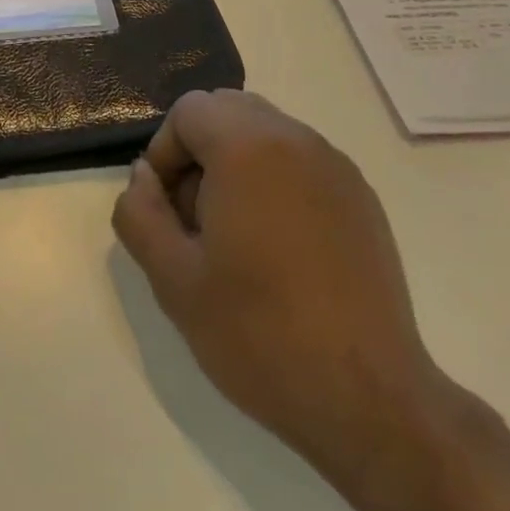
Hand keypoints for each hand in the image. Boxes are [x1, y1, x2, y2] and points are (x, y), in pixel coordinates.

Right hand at [112, 89, 443, 494]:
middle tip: (195, 218)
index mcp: (248, 147)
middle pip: (228, 110)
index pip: (188, 111)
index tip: (166, 209)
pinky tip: (279, 247)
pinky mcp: (360, 196)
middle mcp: (295, 139)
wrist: (369, 400)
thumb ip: (140, 213)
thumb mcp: (172, 279)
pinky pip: (300, 160)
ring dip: (236, 163)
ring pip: (265, 132)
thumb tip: (143, 176)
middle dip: (199, 151)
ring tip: (235, 235)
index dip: (164, 152)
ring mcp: (335, 166)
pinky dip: (275, 179)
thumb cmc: (259, 333)